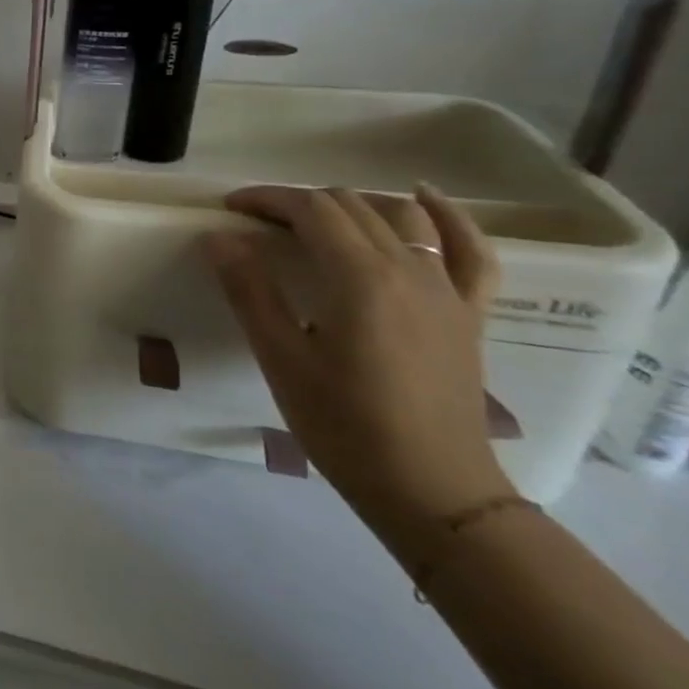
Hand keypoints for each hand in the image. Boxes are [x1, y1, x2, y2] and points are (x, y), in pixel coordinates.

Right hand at [204, 184, 515, 554]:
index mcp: (360, 279)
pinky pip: (470, 250)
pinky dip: (447, 217)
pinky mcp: (469, 312)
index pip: (311, 210)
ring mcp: (447, 290)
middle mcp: (409, 270)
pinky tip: (423, 198)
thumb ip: (250, 290)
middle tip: (257, 224)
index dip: (267, 199)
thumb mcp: (281, 359)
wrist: (432, 490)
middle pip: (351, 206)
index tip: (231, 209)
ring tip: (316, 217)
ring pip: (401, 216)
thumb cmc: (345, 425)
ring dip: (353, 204)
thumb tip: (219, 237)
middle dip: (299, 202)